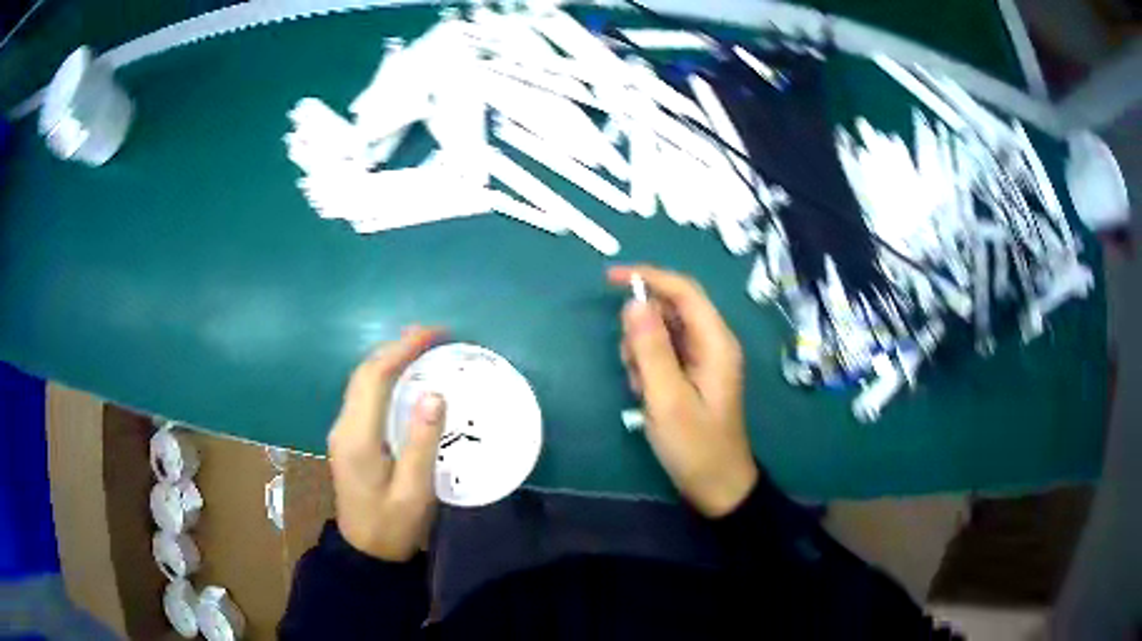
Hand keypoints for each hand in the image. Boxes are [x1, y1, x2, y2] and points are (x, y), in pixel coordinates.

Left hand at [327, 326, 446, 561]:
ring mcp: (343, 431)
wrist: (366, 552)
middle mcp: (344, 426)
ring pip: (362, 381)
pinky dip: (385, 377)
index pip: (374, 378)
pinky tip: (406, 378)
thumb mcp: (415, 492)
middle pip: (364, 373)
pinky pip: (365, 395)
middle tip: (434, 335)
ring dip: (390, 359)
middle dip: (396, 347)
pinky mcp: (348, 438)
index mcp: (357, 438)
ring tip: (423, 349)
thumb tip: (433, 393)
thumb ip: (421, 443)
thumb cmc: (394, 526)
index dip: (402, 349)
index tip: (434, 333)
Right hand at [609, 266, 757, 517]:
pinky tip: (646, 396)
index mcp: (716, 343)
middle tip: (631, 367)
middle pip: (671, 310)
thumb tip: (634, 303)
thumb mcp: (667, 399)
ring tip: (641, 389)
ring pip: (663, 333)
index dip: (649, 277)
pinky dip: (648, 367)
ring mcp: (703, 360)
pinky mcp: (694, 375)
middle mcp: (712, 343)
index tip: (610, 278)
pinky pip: (664, 354)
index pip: (684, 291)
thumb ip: (651, 349)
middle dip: (642, 330)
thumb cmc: (695, 446)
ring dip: (642, 353)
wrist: (717, 486)